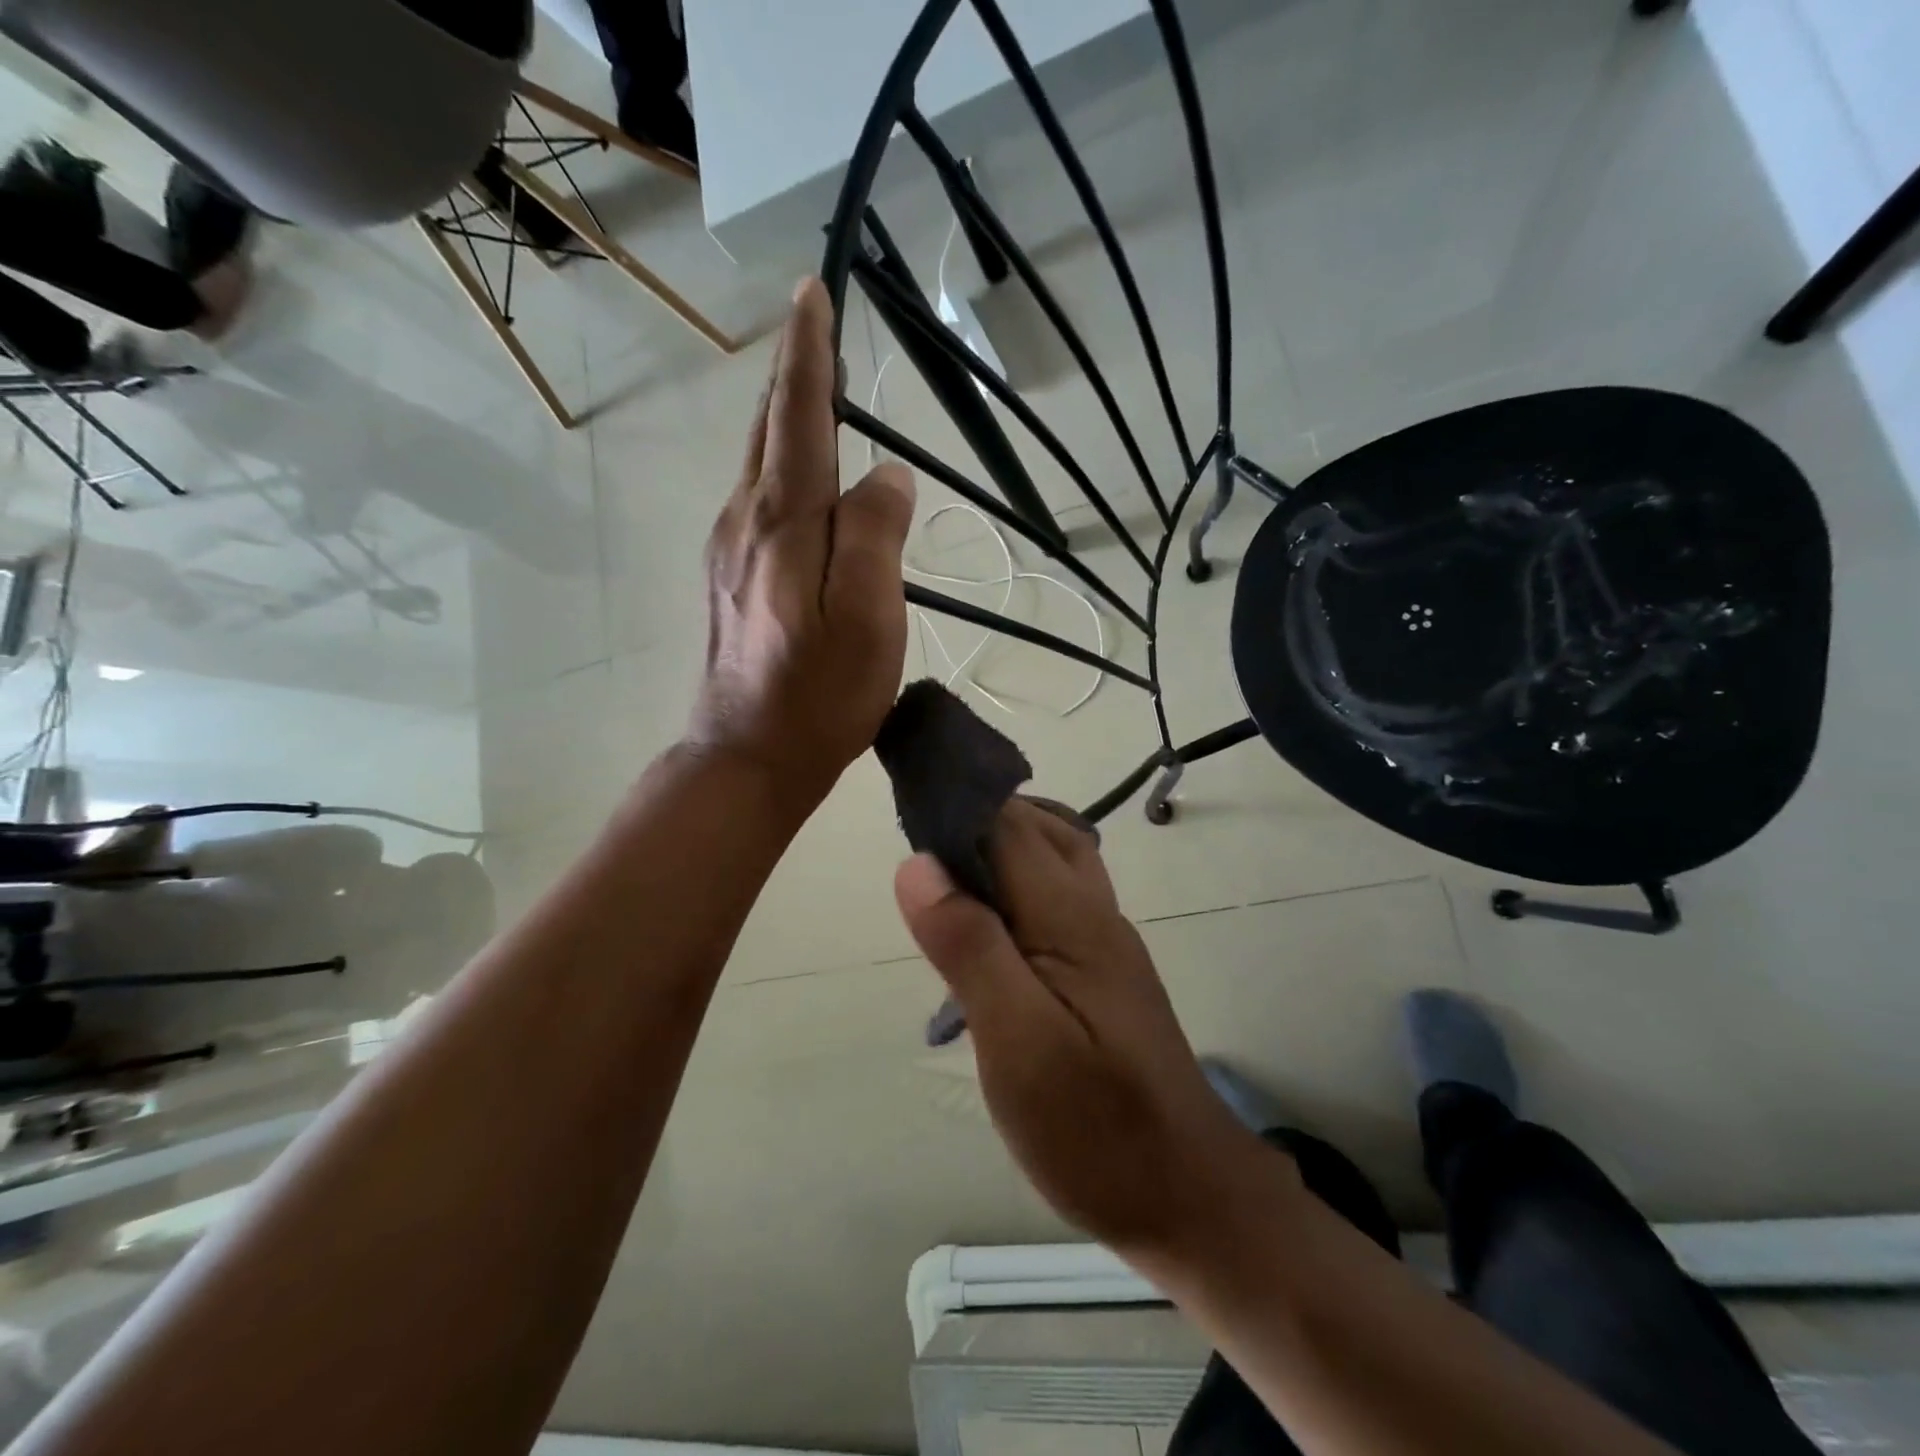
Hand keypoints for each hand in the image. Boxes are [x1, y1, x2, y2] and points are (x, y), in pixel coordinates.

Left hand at [688, 278, 915, 806]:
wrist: (749, 756)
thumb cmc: (820, 692)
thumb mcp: (869, 615)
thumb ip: (876, 534)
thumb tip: (886, 475)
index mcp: (783, 520)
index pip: (798, 414)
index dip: (808, 353)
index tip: (813, 291)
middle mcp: (744, 520)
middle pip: (767, 429)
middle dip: (791, 375)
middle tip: (816, 330)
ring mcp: (728, 550)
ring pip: (759, 466)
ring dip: (787, 423)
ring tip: (819, 398)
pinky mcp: (729, 580)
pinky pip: (759, 504)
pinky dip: (785, 473)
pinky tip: (805, 488)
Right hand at [894, 800, 1287, 1256]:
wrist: (1188, 1196)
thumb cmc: (1097, 1129)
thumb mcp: (1018, 1044)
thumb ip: (969, 948)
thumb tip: (918, 864)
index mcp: (1070, 915)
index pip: (1007, 823)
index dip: (955, 804)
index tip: (903, 806)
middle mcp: (1093, 910)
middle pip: (1035, 828)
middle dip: (975, 819)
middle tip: (915, 852)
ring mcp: (1104, 939)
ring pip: (1051, 858)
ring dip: (997, 849)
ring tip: (943, 884)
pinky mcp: (1102, 970)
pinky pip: (1055, 897)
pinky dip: (1015, 886)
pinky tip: (986, 928)